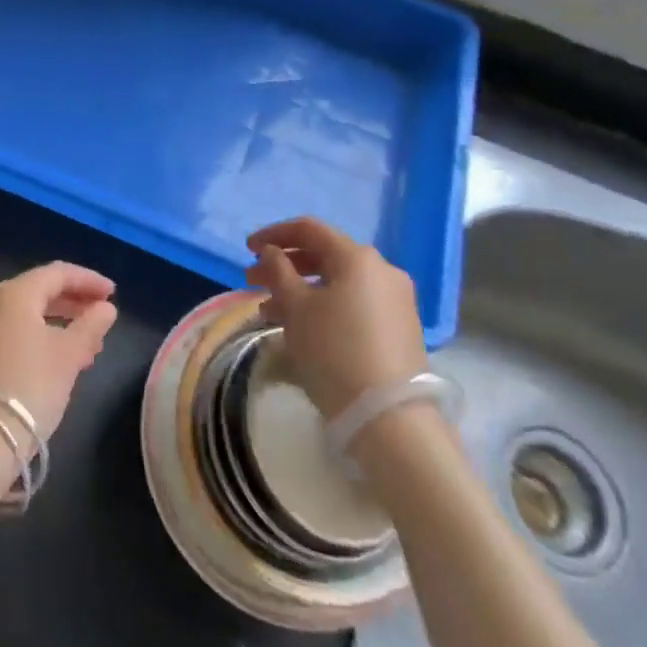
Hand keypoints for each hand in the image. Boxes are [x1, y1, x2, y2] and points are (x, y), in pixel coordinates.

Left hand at [0, 263, 117, 441]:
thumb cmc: (29, 387)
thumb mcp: (68, 355)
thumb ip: (90, 326)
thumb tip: (106, 308)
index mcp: (14, 294)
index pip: (57, 273)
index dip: (88, 280)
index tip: (113, 294)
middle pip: (40, 291)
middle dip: (74, 303)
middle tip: (103, 317)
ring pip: (28, 316)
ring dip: (61, 324)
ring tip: (90, 347)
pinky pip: (15, 334)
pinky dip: (41, 338)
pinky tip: (61, 362)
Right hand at [246, 217, 426, 420]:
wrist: (389, 417)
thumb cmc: (334, 350)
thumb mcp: (296, 307)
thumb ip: (278, 271)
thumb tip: (271, 252)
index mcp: (357, 257)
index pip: (309, 229)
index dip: (274, 234)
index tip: (247, 248)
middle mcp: (382, 270)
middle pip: (324, 255)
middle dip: (285, 265)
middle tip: (253, 281)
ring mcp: (395, 300)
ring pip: (337, 282)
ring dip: (301, 289)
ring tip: (269, 311)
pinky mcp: (399, 327)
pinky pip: (353, 303)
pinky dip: (324, 306)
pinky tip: (302, 327)